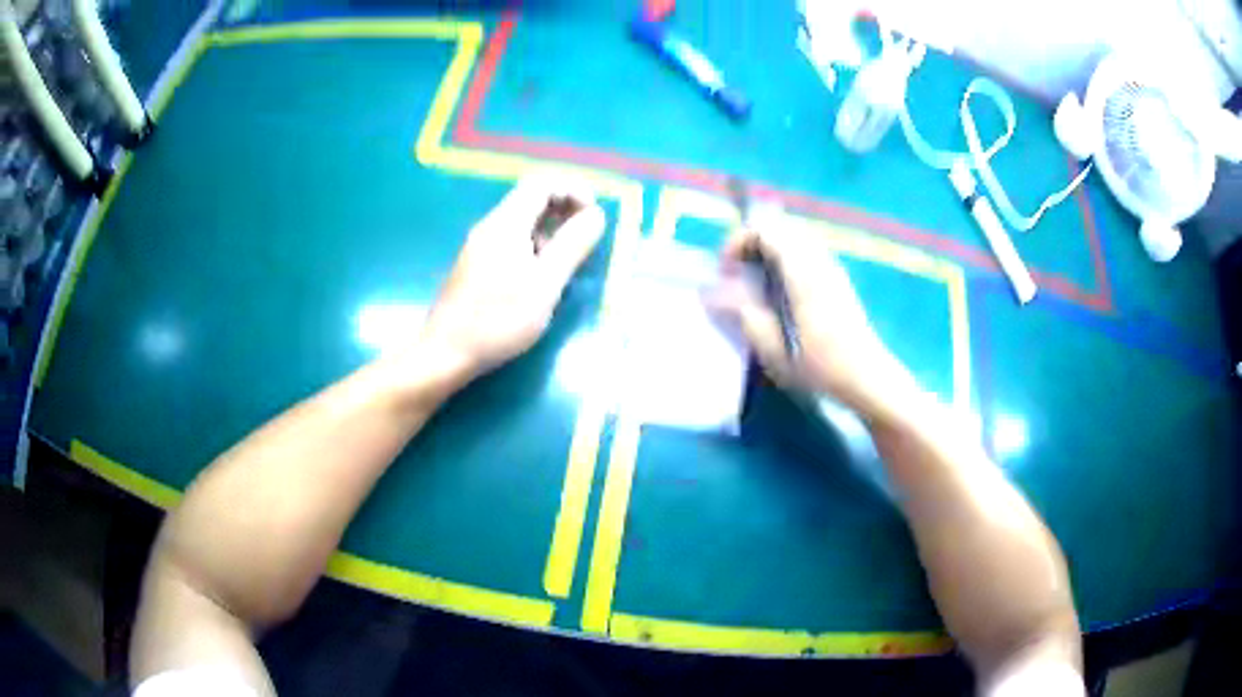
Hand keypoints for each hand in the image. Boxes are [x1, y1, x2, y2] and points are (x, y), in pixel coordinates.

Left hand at [420, 176, 606, 376]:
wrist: (445, 353)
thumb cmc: (498, 319)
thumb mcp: (546, 284)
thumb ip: (573, 245)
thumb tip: (597, 214)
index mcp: (506, 223)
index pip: (542, 183)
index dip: (573, 191)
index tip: (592, 218)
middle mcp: (491, 226)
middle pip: (531, 200)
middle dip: (564, 212)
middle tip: (585, 241)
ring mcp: (480, 247)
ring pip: (522, 223)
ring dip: (551, 233)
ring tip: (568, 265)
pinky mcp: (476, 266)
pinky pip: (511, 243)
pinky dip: (534, 249)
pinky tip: (541, 281)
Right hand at [711, 205, 916, 421]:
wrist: (866, 378)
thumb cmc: (820, 366)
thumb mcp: (773, 349)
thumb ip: (743, 315)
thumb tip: (714, 293)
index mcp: (803, 273)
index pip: (767, 230)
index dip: (739, 241)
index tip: (725, 270)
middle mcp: (819, 261)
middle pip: (780, 229)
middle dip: (751, 244)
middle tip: (736, 274)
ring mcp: (831, 268)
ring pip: (793, 240)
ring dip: (768, 252)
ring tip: (754, 283)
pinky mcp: (837, 280)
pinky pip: (805, 254)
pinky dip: (784, 261)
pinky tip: (779, 294)